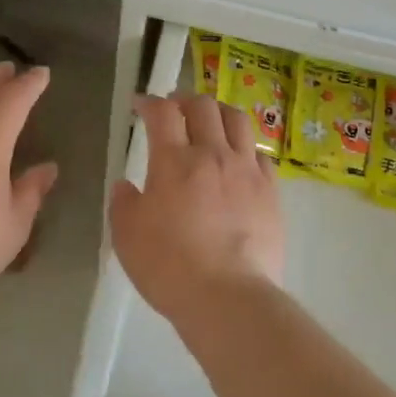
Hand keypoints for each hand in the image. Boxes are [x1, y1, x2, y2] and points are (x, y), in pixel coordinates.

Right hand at [109, 94, 284, 328]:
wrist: (227, 296)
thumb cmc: (168, 265)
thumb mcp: (126, 235)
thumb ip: (124, 203)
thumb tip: (127, 186)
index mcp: (173, 160)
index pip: (162, 113)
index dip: (149, 102)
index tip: (140, 105)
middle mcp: (213, 154)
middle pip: (203, 106)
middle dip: (184, 100)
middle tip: (174, 109)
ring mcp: (247, 171)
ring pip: (238, 121)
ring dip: (219, 112)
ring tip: (211, 121)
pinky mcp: (271, 192)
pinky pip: (261, 155)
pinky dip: (245, 148)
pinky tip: (239, 160)